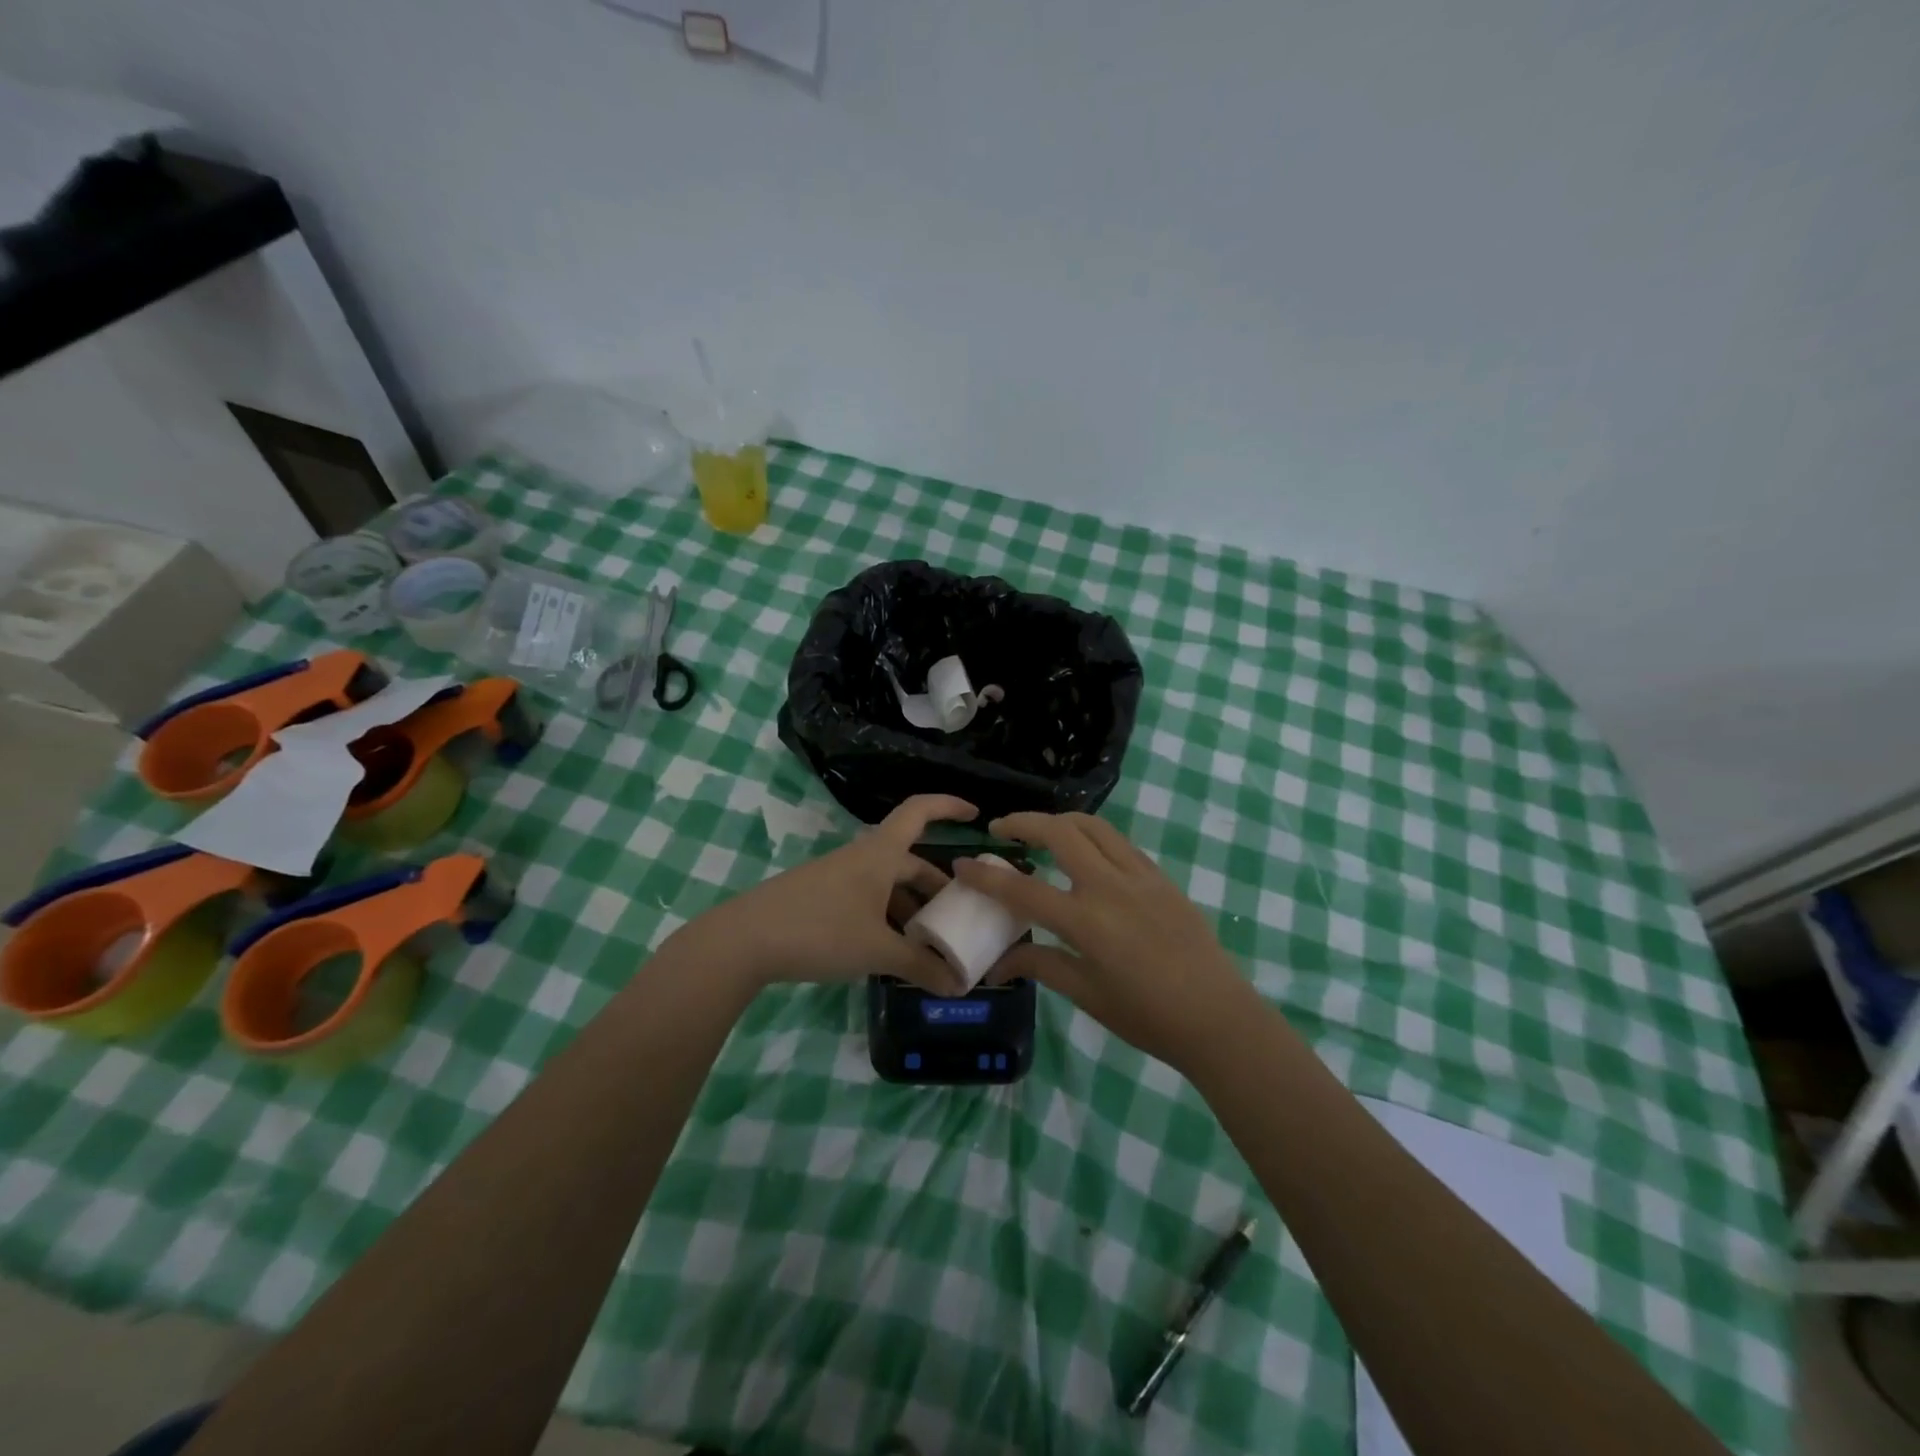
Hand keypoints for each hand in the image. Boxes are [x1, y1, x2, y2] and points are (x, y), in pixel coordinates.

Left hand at [676, 795, 976, 995]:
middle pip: (909, 862)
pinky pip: (867, 900)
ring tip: (928, 943)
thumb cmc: (819, 931)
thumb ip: (920, 966)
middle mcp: (861, 858)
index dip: (949, 806)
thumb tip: (959, 985)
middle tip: (960, 916)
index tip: (977, 815)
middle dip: (936, 887)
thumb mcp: (876, 950)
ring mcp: (838, 878)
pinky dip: (886, 919)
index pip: (920, 811)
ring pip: (887, 885)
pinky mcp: (821, 899)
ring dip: (911, 908)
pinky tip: (889, 951)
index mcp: (880, 854)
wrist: (744, 940)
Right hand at [954, 812, 1253, 1071]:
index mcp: (1086, 922)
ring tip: (1041, 832)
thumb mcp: (1087, 994)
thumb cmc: (1148, 1016)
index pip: (1022, 890)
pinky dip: (1093, 836)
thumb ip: (1041, 965)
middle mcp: (1110, 887)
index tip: (962, 863)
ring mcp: (1140, 876)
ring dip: (1060, 820)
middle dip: (1023, 822)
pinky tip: (1085, 853)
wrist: (1219, 1017)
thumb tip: (999, 963)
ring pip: (1093, 826)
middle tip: (1001, 829)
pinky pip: (1120, 843)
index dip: (986, 877)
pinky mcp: (1161, 877)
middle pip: (1059, 832)